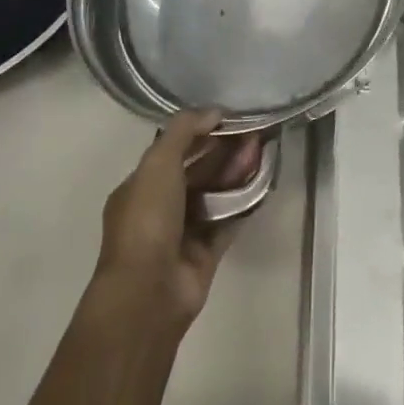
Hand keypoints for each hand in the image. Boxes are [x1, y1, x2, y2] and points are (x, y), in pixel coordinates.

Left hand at [93, 110, 262, 329]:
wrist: (149, 293)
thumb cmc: (147, 221)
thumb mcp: (158, 163)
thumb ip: (184, 130)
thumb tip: (214, 111)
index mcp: (140, 187)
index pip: (172, 151)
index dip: (199, 132)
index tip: (228, 118)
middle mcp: (160, 208)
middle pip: (197, 171)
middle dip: (223, 151)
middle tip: (253, 132)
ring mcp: (183, 233)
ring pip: (215, 194)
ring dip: (236, 172)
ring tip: (261, 151)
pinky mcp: (206, 253)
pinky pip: (228, 220)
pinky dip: (244, 203)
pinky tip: (263, 183)